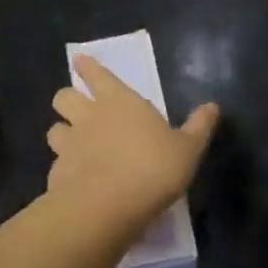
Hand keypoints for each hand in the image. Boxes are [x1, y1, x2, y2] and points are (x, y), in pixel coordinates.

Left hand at [47, 58, 218, 237]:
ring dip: (62, 133)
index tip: (79, 61)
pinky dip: (63, 169)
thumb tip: (213, 106)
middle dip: (67, 99)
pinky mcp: (56, 175)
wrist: (108, 207)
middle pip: (64, 97)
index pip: (98, 75)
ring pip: (54, 130)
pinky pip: (56, 165)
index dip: (88, 67)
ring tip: (71, 144)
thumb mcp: (188, 149)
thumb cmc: (153, 168)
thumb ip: (199, 127)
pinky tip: (74, 181)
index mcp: (120, 102)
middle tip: (76, 107)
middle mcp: (89, 117)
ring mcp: (69, 146)